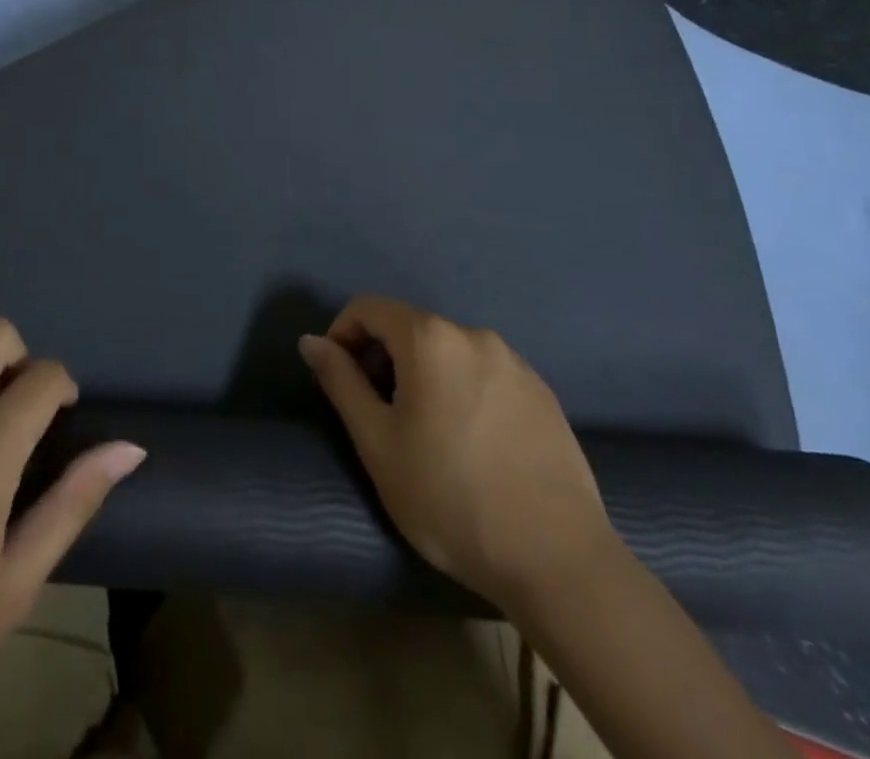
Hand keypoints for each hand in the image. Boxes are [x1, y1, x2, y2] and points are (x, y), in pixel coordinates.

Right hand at [300, 296, 609, 607]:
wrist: (558, 561)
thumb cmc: (450, 499)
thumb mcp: (377, 443)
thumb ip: (341, 382)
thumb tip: (311, 341)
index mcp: (430, 338)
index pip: (369, 308)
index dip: (342, 334)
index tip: (338, 379)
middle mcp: (474, 334)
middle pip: (410, 328)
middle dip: (383, 357)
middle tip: (377, 413)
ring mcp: (515, 362)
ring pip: (449, 352)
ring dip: (423, 375)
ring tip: (424, 433)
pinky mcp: (543, 393)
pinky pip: (485, 374)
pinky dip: (462, 389)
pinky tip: (471, 444)